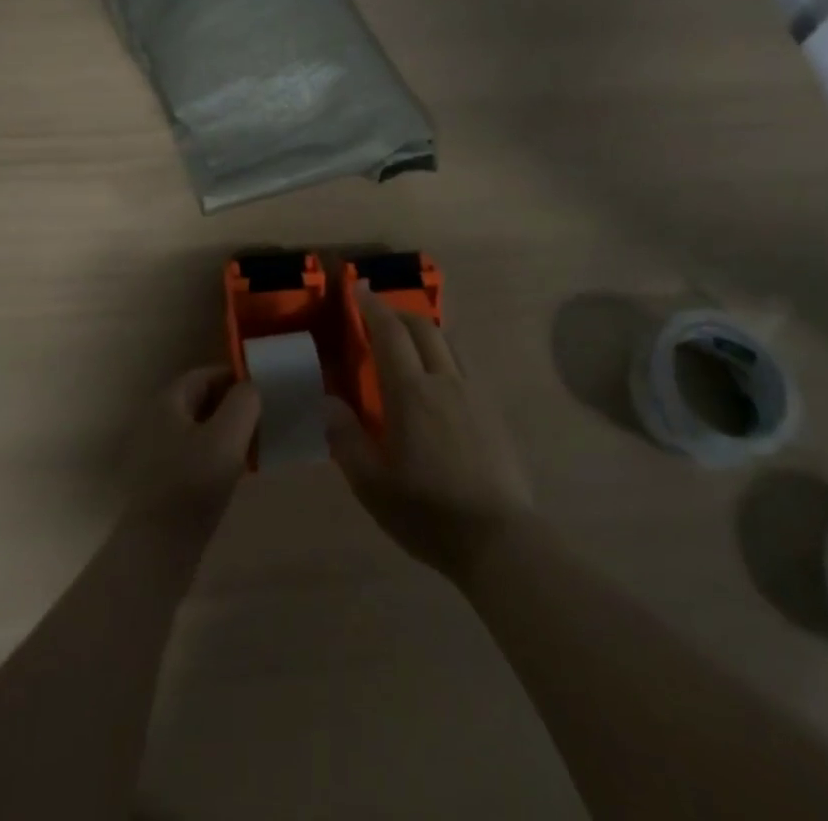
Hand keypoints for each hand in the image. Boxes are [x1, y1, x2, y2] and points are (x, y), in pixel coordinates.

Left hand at [125, 365, 260, 541]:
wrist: (157, 551)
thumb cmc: (192, 484)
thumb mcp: (227, 436)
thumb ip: (244, 402)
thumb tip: (251, 388)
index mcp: (168, 401)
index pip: (206, 374)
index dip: (236, 378)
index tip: (265, 390)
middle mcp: (158, 420)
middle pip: (203, 401)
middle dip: (234, 406)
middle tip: (266, 417)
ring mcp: (157, 452)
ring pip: (201, 429)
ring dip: (229, 432)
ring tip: (258, 445)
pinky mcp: (163, 481)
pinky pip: (196, 454)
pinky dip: (218, 455)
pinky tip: (239, 472)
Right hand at [326, 287, 531, 583]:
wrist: (499, 538)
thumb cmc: (428, 513)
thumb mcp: (372, 485)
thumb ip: (346, 439)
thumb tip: (328, 401)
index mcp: (411, 393)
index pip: (390, 333)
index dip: (373, 307)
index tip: (360, 289)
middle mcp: (445, 380)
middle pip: (423, 328)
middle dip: (398, 312)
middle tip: (379, 314)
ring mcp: (474, 393)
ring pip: (449, 342)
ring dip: (425, 330)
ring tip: (409, 340)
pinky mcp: (494, 411)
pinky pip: (465, 365)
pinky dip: (446, 353)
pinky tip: (441, 378)